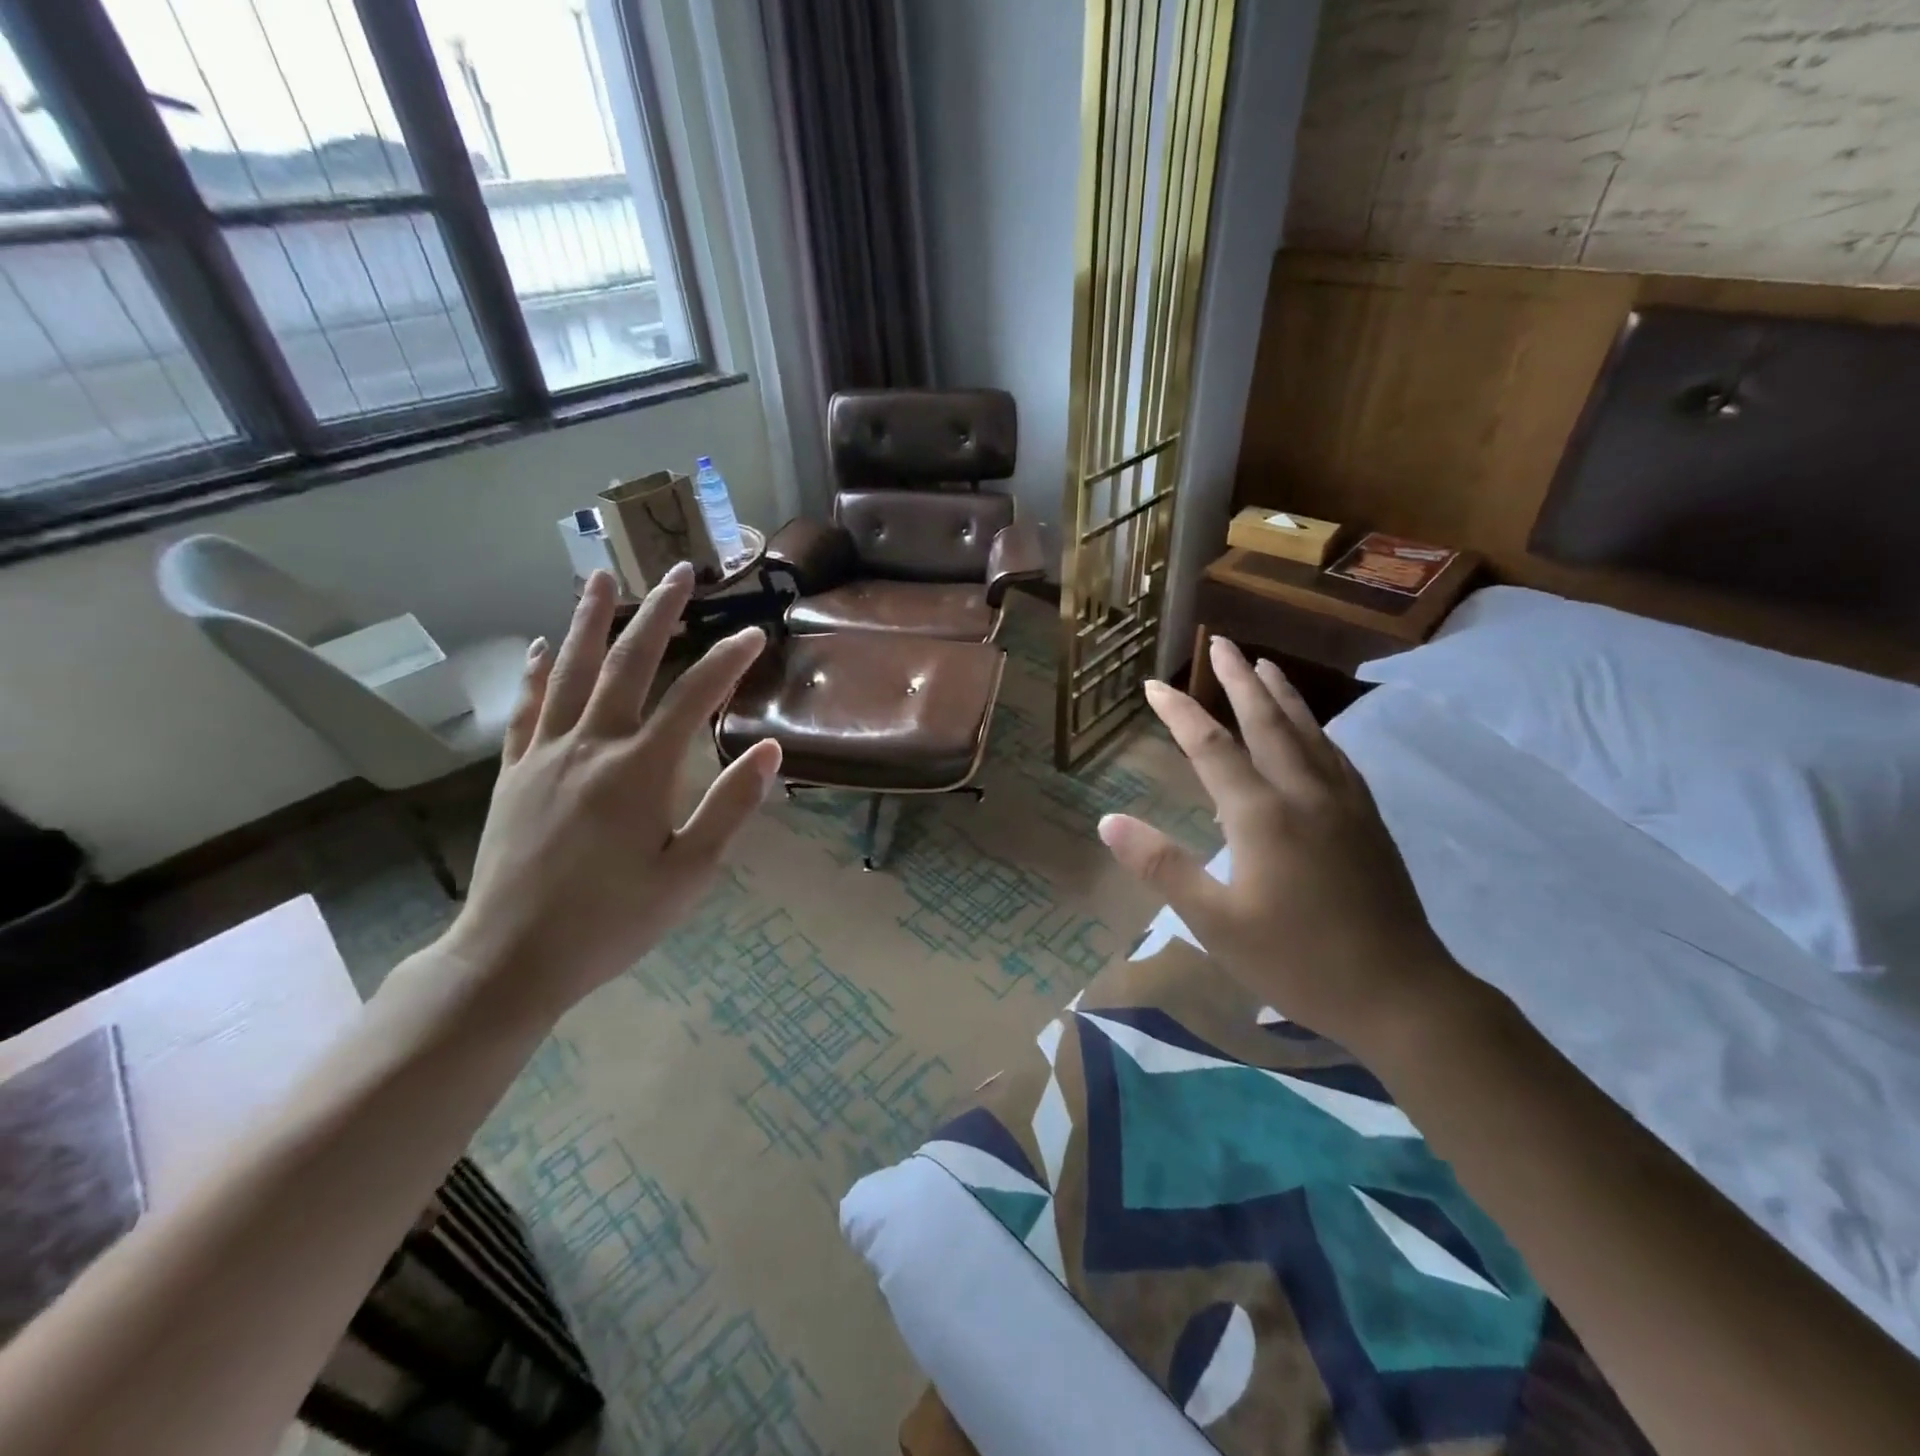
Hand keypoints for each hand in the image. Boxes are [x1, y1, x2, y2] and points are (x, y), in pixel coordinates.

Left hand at [440, 566, 780, 1016]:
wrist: (511, 958)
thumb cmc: (613, 921)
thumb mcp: (689, 874)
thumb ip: (729, 807)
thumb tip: (769, 749)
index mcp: (639, 771)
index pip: (693, 698)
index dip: (728, 661)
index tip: (755, 634)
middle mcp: (590, 746)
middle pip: (629, 663)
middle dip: (660, 613)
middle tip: (682, 572)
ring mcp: (545, 755)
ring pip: (571, 671)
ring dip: (591, 620)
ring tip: (603, 576)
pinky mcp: (513, 773)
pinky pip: (527, 708)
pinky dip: (538, 672)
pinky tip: (545, 647)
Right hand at [1099, 637, 1469, 1051]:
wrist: (1400, 994)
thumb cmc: (1296, 960)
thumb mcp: (1214, 921)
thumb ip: (1162, 866)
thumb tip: (1108, 821)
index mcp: (1261, 814)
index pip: (1210, 747)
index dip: (1179, 712)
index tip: (1153, 684)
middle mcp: (1302, 793)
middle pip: (1266, 721)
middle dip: (1238, 680)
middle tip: (1220, 642)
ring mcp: (1342, 803)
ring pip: (1307, 732)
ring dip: (1281, 694)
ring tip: (1264, 664)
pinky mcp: (1367, 820)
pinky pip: (1335, 756)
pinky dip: (1315, 730)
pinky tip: (1313, 731)